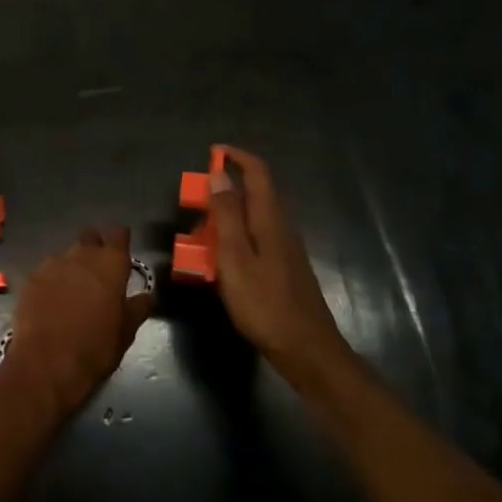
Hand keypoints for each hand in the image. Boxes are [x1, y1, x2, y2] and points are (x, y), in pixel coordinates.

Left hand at [0, 226, 153, 415]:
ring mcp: (53, 264)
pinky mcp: (32, 278)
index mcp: (111, 263)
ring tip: (72, 292)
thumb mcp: (126, 331)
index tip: (121, 251)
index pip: (119, 233)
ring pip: (66, 255)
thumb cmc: (96, 347)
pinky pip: (46, 272)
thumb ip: (138, 307)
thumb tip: (147, 295)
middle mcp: (82, 255)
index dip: (120, 240)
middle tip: (98, 272)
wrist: (48, 363)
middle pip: (89, 236)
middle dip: (94, 247)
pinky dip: (51, 281)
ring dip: (72, 266)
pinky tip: (50, 302)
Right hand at [207, 147, 347, 371]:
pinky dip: (234, 238)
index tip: (212, 152)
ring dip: (226, 217)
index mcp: (270, 219)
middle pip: (255, 193)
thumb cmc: (265, 303)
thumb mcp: (235, 257)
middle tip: (195, 203)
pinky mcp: (284, 267)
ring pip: (253, 218)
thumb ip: (227, 214)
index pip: (258, 172)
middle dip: (224, 190)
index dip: (236, 156)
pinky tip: (220, 262)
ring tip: (199, 236)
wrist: (306, 349)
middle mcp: (281, 226)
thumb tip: (219, 173)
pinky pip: (255, 239)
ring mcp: (286, 248)